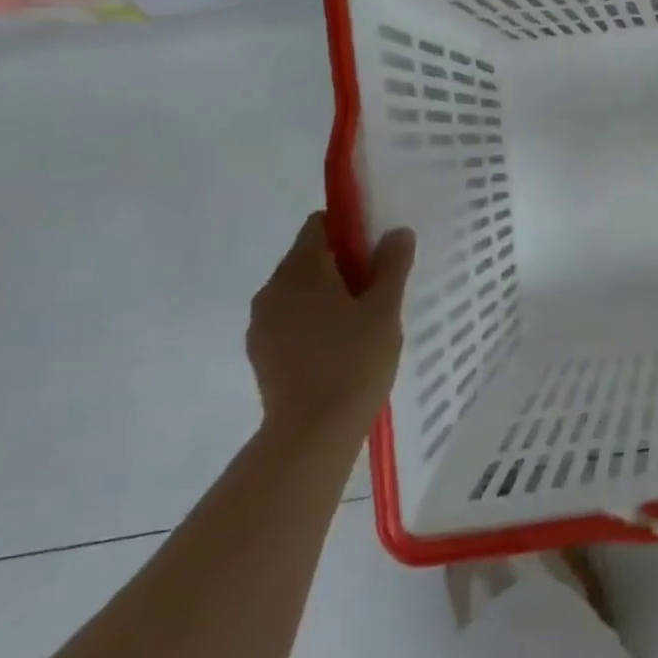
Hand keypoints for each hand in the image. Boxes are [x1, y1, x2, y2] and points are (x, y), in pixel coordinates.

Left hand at [247, 213, 414, 444]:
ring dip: (328, 295)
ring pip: (299, 292)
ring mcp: (262, 323)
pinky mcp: (261, 353)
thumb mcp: (384, 308)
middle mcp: (272, 289)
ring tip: (362, 323)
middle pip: (309, 258)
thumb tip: (397, 232)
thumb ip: (392, 265)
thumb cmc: (354, 360)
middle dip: (343, 266)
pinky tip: (340, 348)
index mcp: (301, 270)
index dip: (350, 230)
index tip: (376, 252)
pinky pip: (290, 320)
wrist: (312, 432)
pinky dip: (314, 322)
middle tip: (378, 291)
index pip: (319, 226)